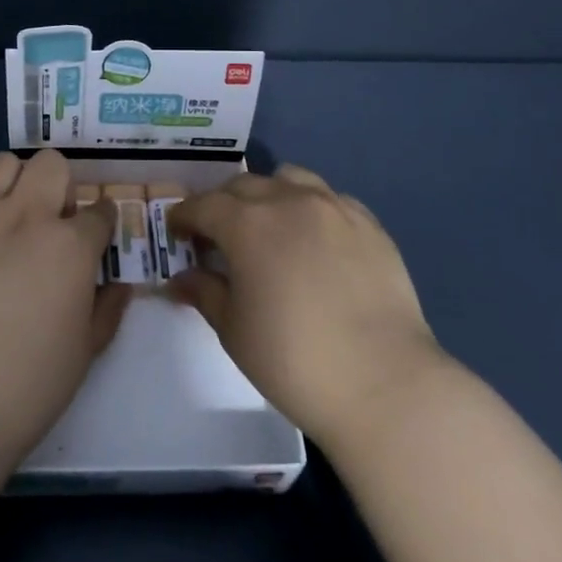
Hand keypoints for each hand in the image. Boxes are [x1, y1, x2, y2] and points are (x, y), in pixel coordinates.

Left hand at [0, 149, 129, 463]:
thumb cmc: (28, 386)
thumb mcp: (86, 351)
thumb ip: (108, 309)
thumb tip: (120, 283)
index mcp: (70, 245)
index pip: (99, 211)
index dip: (100, 224)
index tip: (93, 239)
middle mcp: (25, 216)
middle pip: (52, 165)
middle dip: (59, 186)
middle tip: (49, 221)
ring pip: (1, 163)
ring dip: (11, 184)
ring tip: (4, 216)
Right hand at [169, 165, 442, 451]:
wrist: (383, 383)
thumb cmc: (293, 360)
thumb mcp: (233, 330)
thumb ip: (204, 292)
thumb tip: (180, 278)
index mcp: (248, 224)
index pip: (203, 205)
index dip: (184, 216)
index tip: (177, 233)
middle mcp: (289, 201)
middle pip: (244, 186)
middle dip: (222, 205)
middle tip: (218, 237)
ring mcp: (334, 208)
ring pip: (290, 179)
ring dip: (268, 195)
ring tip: (269, 227)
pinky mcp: (369, 224)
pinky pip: (330, 199)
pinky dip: (311, 209)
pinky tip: (314, 242)